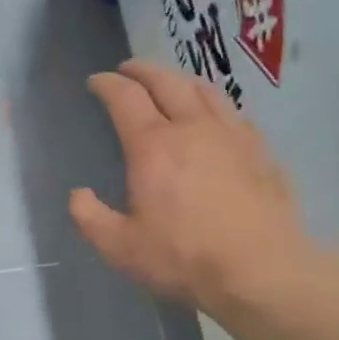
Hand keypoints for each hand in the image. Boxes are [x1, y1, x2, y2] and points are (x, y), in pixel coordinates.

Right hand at [71, 61, 319, 315]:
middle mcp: (192, 127)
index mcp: (152, 146)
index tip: (96, 82)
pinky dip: (213, 104)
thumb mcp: (120, 247)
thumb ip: (90, 218)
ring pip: (204, 90)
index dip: (107, 84)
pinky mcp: (260, 151)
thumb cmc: (183, 258)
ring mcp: (232, 135)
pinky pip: (233, 113)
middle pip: (166, 81)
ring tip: (170, 83)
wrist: (260, 270)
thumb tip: (78, 194)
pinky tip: (214, 118)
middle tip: (127, 70)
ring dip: (180, 79)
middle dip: (142, 70)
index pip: (125, 98)